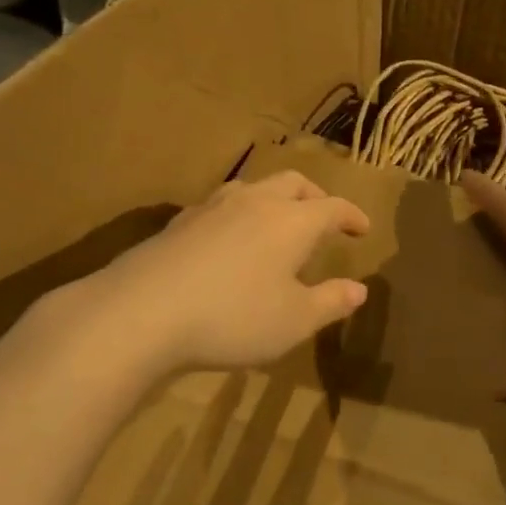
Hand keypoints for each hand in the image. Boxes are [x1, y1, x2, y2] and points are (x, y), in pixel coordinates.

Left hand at [69, 170, 370, 374]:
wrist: (141, 312)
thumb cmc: (233, 318)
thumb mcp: (294, 321)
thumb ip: (330, 302)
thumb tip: (359, 289)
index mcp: (291, 221)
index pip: (333, 207)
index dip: (352, 215)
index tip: (363, 228)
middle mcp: (255, 202)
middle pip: (293, 183)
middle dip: (315, 197)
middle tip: (324, 217)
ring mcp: (212, 207)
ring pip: (254, 187)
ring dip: (275, 199)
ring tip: (278, 222)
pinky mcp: (179, 222)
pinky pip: (221, 205)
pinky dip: (240, 214)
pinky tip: (230, 239)